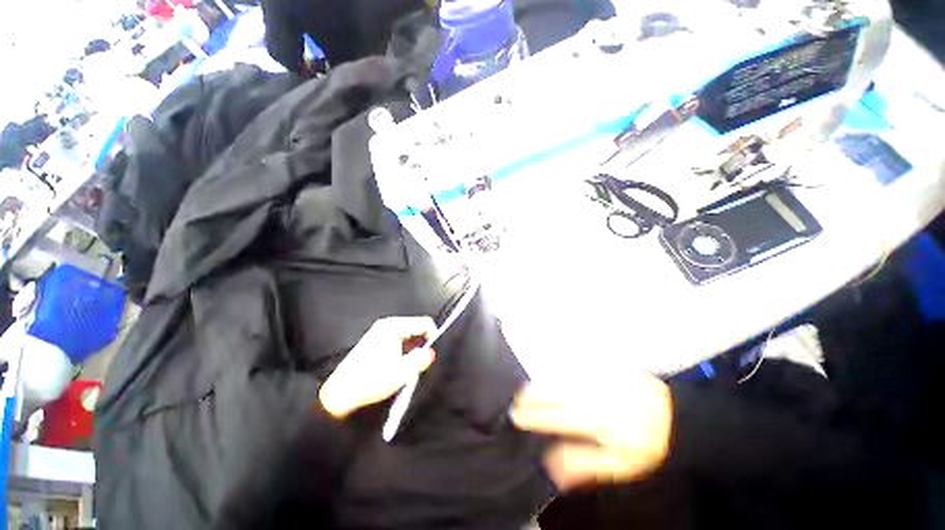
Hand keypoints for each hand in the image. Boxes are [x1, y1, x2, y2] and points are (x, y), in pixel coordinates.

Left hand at [319, 317, 436, 418]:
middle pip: (416, 326)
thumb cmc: (372, 380)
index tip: (435, 353)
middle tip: (424, 360)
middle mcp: (387, 323)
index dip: (434, 335)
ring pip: (408, 332)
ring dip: (414, 345)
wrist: (340, 393)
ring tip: (413, 363)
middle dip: (423, 341)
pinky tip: (401, 362)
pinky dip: (405, 347)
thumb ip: (421, 359)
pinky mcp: (375, 338)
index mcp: (394, 327)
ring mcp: (380, 330)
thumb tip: (431, 352)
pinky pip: (398, 337)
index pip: (424, 323)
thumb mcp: (402, 372)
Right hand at [511, 372, 672, 490]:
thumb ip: (583, 463)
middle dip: (531, 396)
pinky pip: (573, 363)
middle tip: (516, 401)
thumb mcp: (620, 466)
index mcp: (596, 420)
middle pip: (553, 391)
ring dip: (541, 381)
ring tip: (526, 389)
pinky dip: (557, 367)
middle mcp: (592, 393)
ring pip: (560, 375)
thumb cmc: (646, 443)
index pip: (554, 416)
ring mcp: (596, 375)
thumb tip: (549, 465)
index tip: (515, 416)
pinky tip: (548, 371)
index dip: (532, 416)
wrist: (672, 414)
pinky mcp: (602, 364)